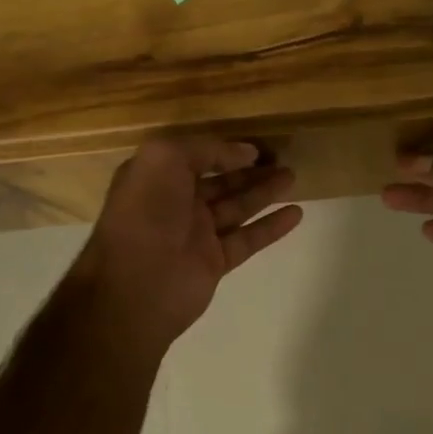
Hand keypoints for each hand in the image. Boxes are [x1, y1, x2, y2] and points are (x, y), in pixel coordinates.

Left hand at [71, 136, 302, 353]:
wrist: (135, 285)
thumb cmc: (146, 213)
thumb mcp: (166, 158)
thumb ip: (205, 148)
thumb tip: (244, 152)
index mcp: (157, 178)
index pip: (196, 157)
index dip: (225, 150)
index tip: (256, 147)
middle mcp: (176, 204)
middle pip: (221, 182)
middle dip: (250, 171)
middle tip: (283, 160)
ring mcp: (196, 235)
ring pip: (237, 207)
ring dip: (264, 192)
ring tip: (293, 177)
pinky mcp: (214, 262)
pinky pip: (247, 239)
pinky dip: (271, 226)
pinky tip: (296, 213)